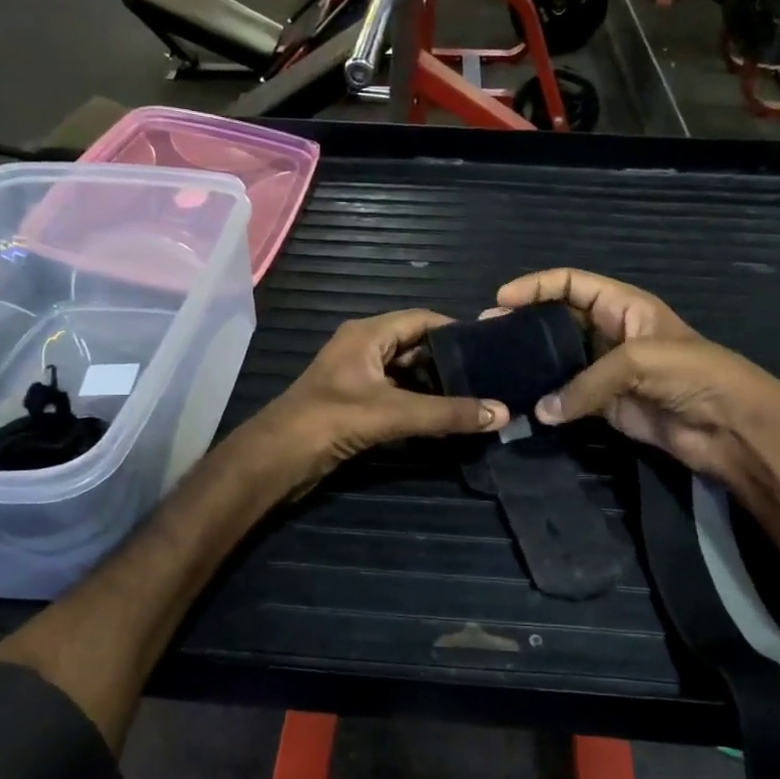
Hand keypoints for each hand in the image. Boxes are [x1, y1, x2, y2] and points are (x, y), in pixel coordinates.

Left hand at [257, 309, 508, 492]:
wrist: (276, 460)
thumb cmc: (330, 421)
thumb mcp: (393, 414)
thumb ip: (448, 413)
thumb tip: (503, 413)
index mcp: (368, 334)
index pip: (423, 319)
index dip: (457, 331)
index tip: (491, 349)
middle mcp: (363, 348)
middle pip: (417, 347)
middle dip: (450, 363)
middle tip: (490, 379)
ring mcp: (358, 378)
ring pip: (407, 375)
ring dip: (436, 388)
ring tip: (476, 400)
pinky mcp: (355, 404)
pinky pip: (396, 396)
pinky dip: (419, 406)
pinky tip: (445, 421)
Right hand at [494, 269, 779, 489]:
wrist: (732, 427)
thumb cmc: (694, 374)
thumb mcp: (639, 361)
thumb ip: (586, 382)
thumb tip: (541, 412)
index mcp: (624, 306)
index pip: (572, 284)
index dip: (537, 286)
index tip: (501, 299)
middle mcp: (612, 334)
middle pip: (559, 320)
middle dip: (526, 323)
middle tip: (488, 335)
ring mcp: (608, 372)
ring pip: (560, 361)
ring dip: (532, 364)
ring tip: (497, 368)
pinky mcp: (607, 407)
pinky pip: (569, 398)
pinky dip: (548, 401)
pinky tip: (523, 402)